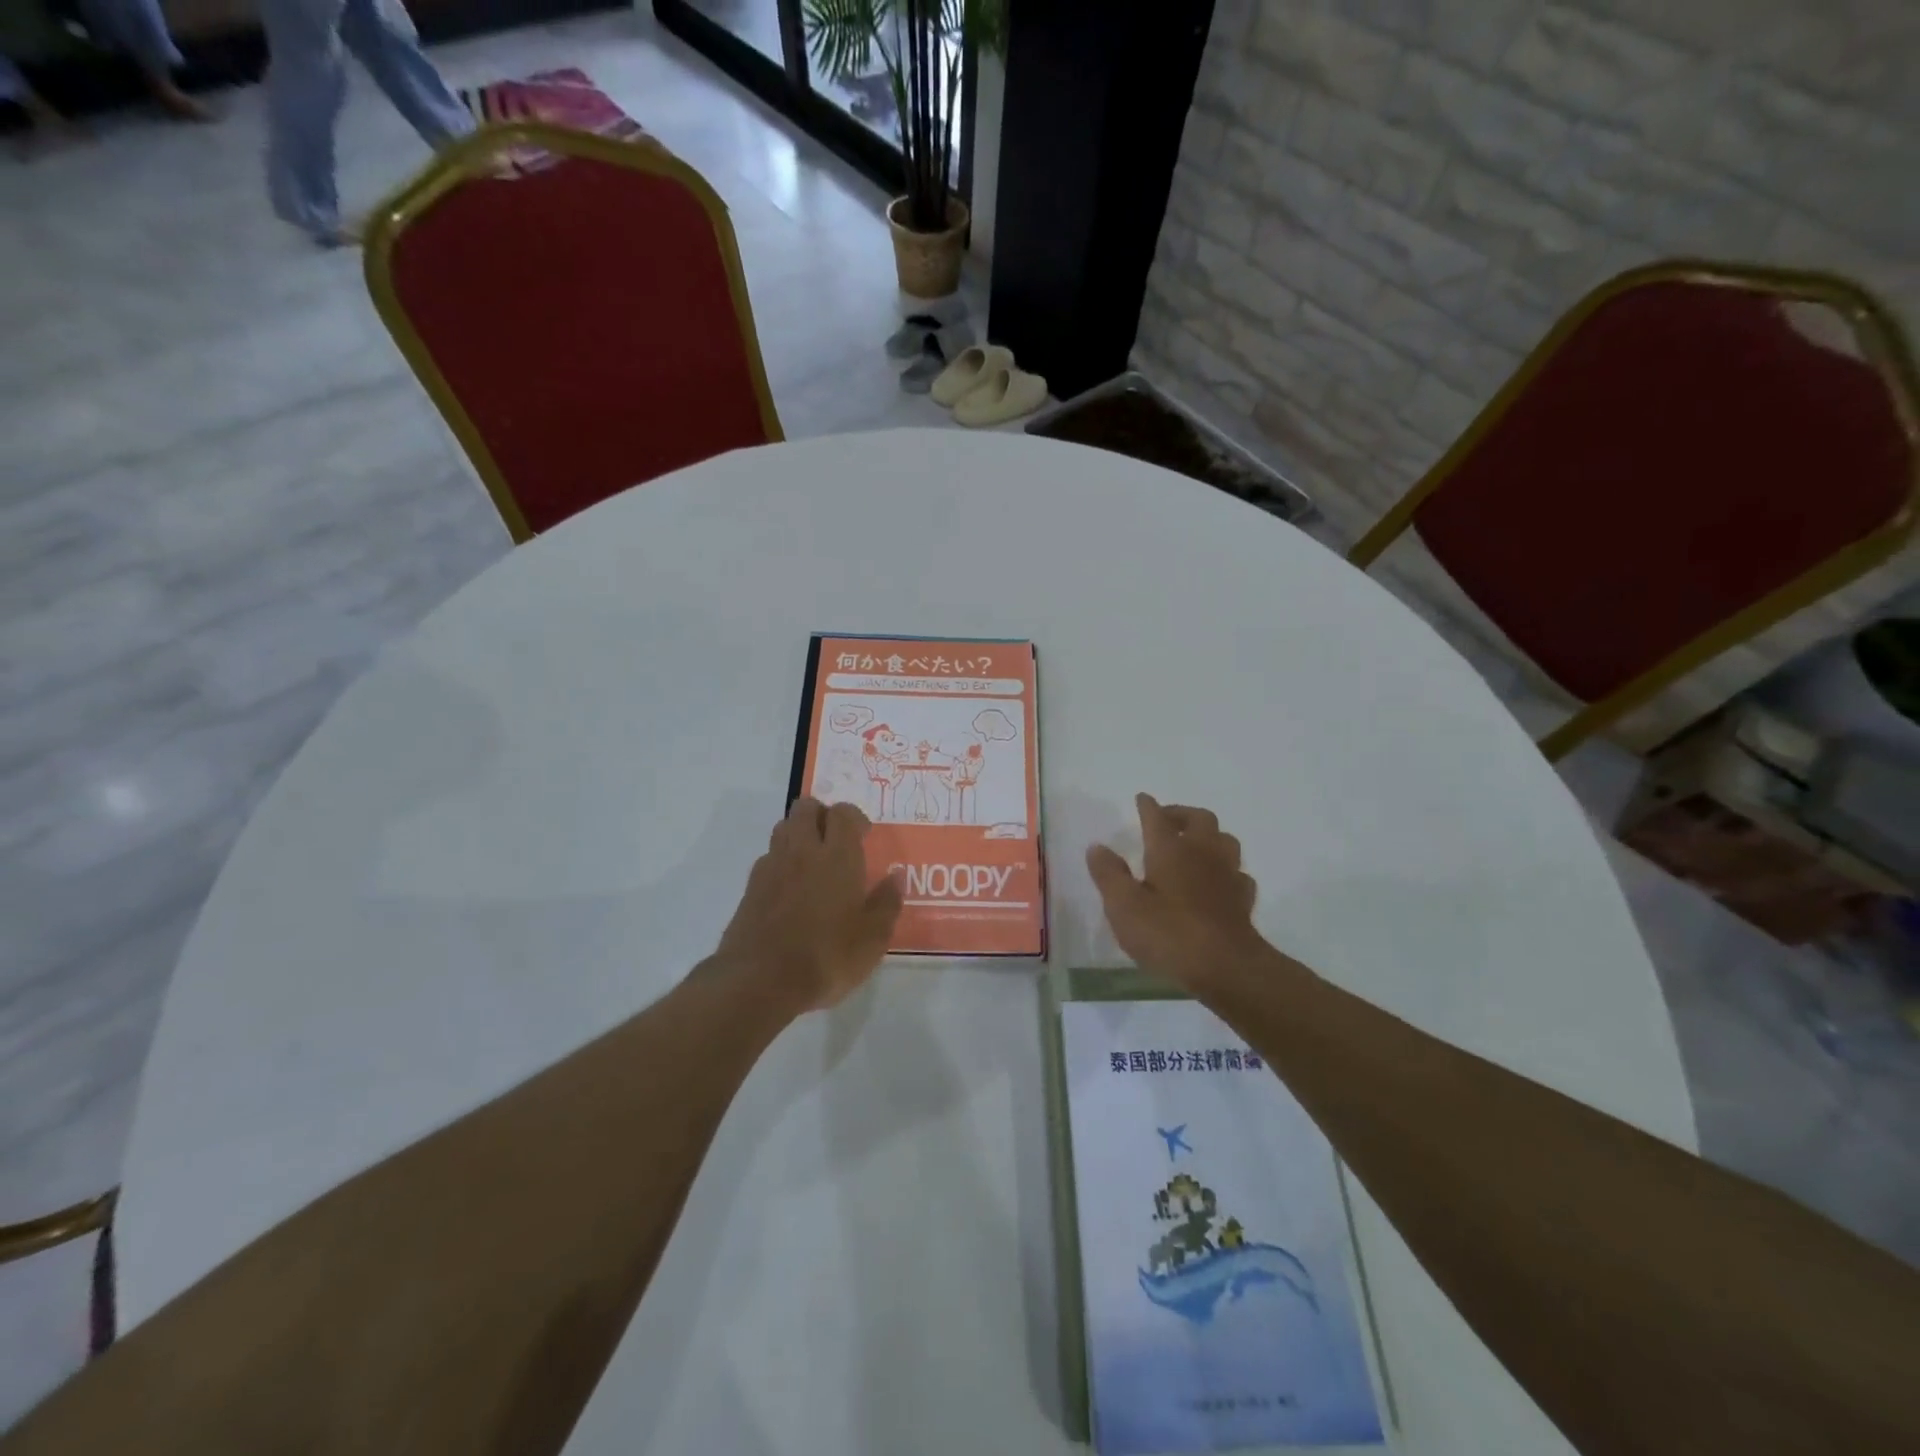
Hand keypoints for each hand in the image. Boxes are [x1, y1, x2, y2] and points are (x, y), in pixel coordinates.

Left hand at [717, 798, 902, 1011]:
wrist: (760, 982)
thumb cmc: (826, 957)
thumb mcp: (872, 939)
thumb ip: (886, 903)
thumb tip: (896, 877)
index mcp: (837, 857)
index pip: (843, 813)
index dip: (854, 817)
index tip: (864, 836)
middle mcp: (802, 851)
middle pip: (806, 808)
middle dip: (822, 815)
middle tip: (836, 840)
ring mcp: (771, 867)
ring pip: (783, 828)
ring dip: (799, 833)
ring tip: (813, 860)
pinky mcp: (750, 887)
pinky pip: (768, 857)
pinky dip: (781, 860)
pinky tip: (791, 888)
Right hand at [1086, 795, 1263, 989]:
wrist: (1227, 967)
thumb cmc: (1168, 933)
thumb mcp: (1123, 906)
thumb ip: (1109, 874)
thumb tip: (1097, 847)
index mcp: (1170, 849)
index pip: (1156, 817)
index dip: (1147, 806)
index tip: (1141, 798)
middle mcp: (1202, 852)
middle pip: (1199, 818)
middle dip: (1181, 814)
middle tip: (1166, 821)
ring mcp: (1228, 874)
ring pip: (1224, 839)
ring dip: (1208, 836)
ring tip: (1193, 846)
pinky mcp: (1243, 898)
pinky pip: (1237, 872)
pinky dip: (1225, 869)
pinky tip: (1216, 881)